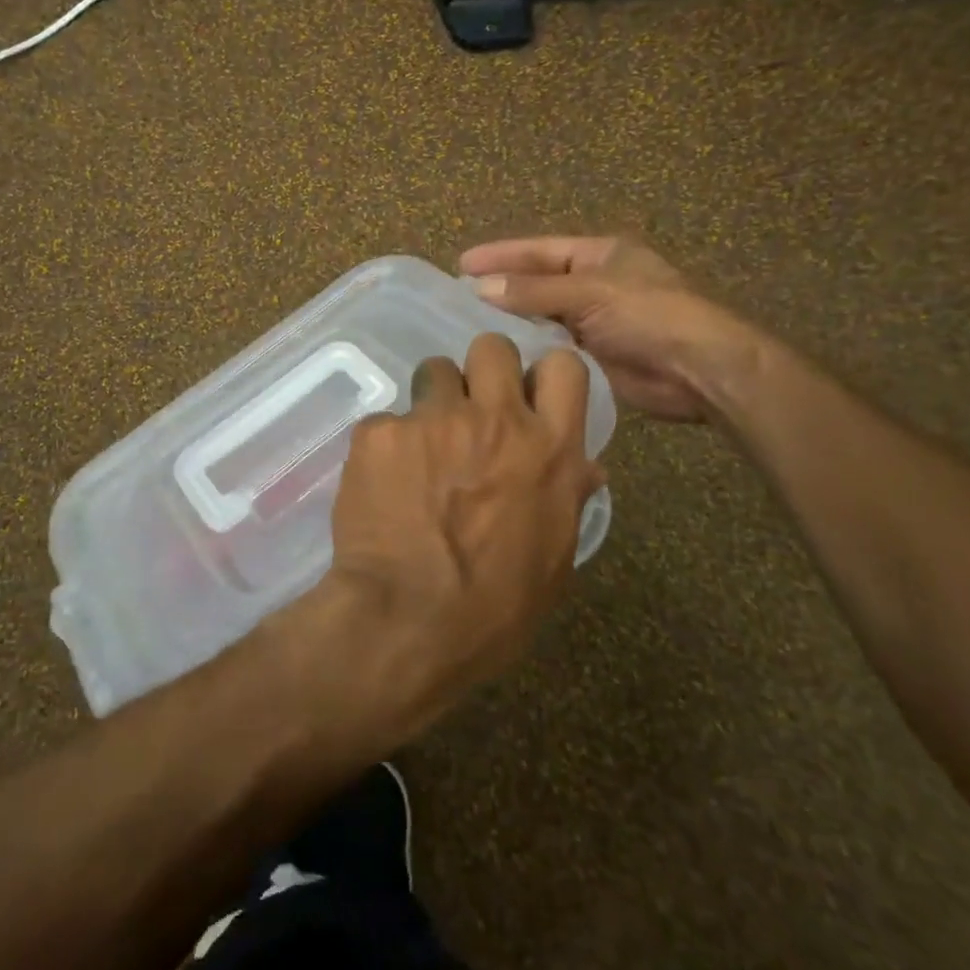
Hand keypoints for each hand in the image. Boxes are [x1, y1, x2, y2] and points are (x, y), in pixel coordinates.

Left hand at [292, 334, 604, 749]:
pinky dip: (386, 445)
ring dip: (430, 402)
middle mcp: (496, 420)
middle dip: (481, 370)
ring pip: (433, 371)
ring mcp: (434, 420)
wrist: (407, 622)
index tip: (527, 396)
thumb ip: (567, 497)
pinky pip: (386, 420)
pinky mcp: (381, 433)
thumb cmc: (493, 608)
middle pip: (492, 347)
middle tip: (468, 410)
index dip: (543, 375)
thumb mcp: (553, 560)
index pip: (564, 366)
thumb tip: (588, 467)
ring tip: (419, 447)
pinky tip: (381, 484)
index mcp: (549, 450)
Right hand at [459, 235, 761, 421]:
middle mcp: (593, 284)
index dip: (500, 255)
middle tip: (455, 299)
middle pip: (537, 283)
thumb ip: (534, 291)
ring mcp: (593, 321)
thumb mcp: (590, 293)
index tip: (461, 264)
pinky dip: (527, 348)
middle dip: (501, 289)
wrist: (698, 370)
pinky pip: (551, 347)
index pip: (539, 250)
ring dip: (510, 321)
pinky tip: (496, 355)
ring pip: (541, 317)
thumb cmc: (650, 315)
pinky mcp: (592, 356)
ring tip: (465, 327)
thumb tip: (481, 288)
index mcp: (599, 255)